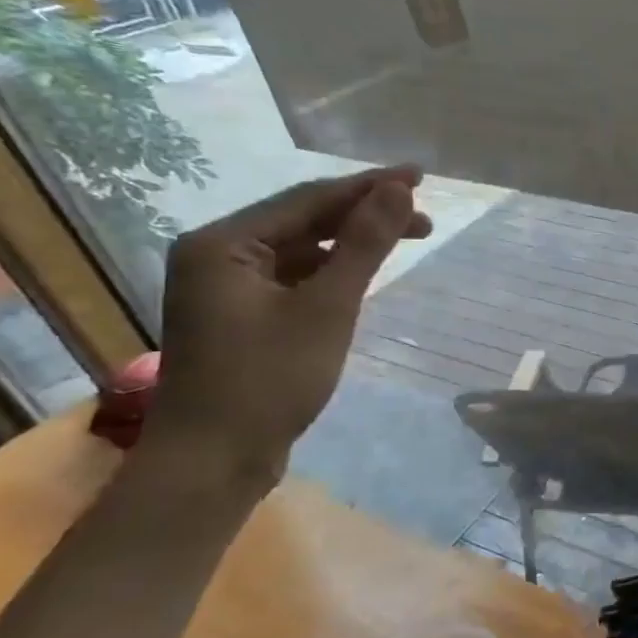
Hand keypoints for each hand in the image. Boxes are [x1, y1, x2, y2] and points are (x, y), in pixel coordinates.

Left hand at [150, 166, 431, 482]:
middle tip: (424, 217)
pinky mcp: (239, 316)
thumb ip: (364, 244)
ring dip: (351, 242)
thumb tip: (397, 189)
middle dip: (364, 214)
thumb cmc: (269, 380)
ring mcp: (225, 287)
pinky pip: (293, 276)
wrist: (214, 460)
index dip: (368, 186)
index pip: (308, 199)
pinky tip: (362, 273)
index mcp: (223, 244)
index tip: (419, 176)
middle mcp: (216, 255)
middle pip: (303, 220)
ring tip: (404, 240)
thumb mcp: (327, 308)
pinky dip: (331, 270)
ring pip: (300, 249)